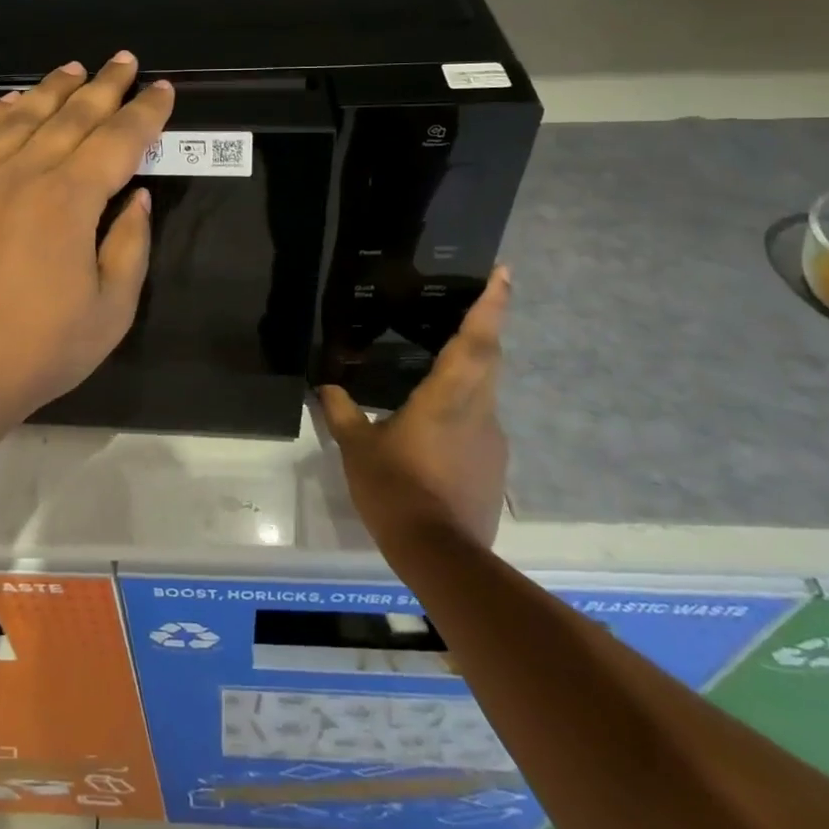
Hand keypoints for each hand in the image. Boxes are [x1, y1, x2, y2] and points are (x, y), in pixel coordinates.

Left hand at [0, 52, 174, 418]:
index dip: (145, 113)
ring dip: (53, 89)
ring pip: (22, 117)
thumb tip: (136, 195)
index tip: (162, 90)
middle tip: (125, 61)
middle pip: (72, 117)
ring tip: (75, 68)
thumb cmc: (42, 348)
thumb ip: (130, 243)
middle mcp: (24, 174)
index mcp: (69, 200)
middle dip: (105, 86)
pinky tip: (11, 100)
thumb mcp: (112, 308)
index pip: (118, 140)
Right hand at [317, 267, 512, 550]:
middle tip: (474, 302)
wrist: (442, 556)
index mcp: (449, 396)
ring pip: (486, 390)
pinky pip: (481, 421)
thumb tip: (325, 387)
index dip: (491, 304)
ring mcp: (492, 440)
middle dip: (486, 325)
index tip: (504, 273)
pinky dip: (465, 408)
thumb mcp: (358, 448)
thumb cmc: (396, 489)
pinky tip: (435, 424)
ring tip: (441, 364)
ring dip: (473, 369)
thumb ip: (343, 413)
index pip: (476, 339)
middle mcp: (479, 410)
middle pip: (490, 358)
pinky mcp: (493, 466)